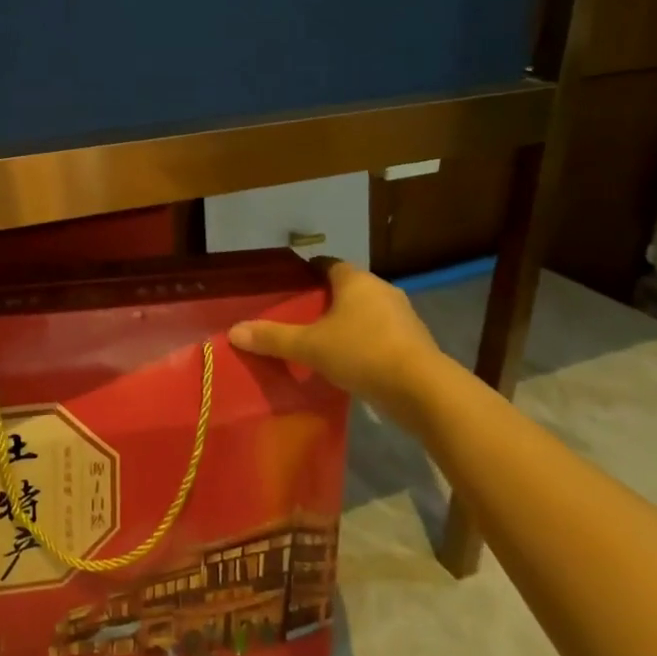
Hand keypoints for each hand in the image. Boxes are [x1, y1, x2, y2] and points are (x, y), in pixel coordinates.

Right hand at [228, 260, 446, 430]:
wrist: (423, 390)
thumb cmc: (362, 353)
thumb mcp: (310, 347)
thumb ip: (273, 338)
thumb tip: (233, 331)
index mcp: (356, 281)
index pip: (328, 265)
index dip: (309, 271)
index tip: (293, 283)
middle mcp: (382, 290)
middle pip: (349, 287)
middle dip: (328, 299)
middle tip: (302, 314)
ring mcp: (403, 316)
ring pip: (368, 311)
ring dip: (349, 321)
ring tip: (324, 339)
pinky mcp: (415, 342)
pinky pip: (382, 333)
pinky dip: (366, 341)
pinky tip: (352, 361)